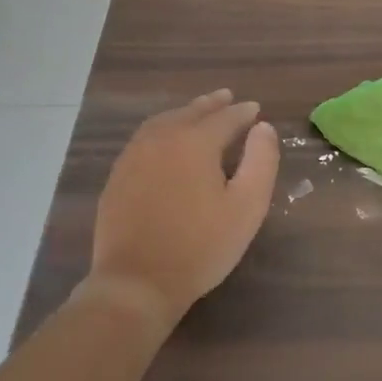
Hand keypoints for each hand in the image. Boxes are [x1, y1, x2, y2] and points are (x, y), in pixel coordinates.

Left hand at [83, 89, 279, 332]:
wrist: (137, 282)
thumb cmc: (200, 246)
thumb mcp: (247, 207)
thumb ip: (261, 161)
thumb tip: (263, 127)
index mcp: (195, 141)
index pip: (225, 118)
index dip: (243, 112)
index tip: (255, 109)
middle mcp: (162, 138)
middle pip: (191, 112)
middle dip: (212, 104)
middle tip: (227, 98)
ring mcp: (134, 155)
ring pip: (164, 121)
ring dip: (185, 113)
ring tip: (198, 112)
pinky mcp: (119, 175)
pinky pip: (145, 137)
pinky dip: (163, 128)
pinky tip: (166, 139)